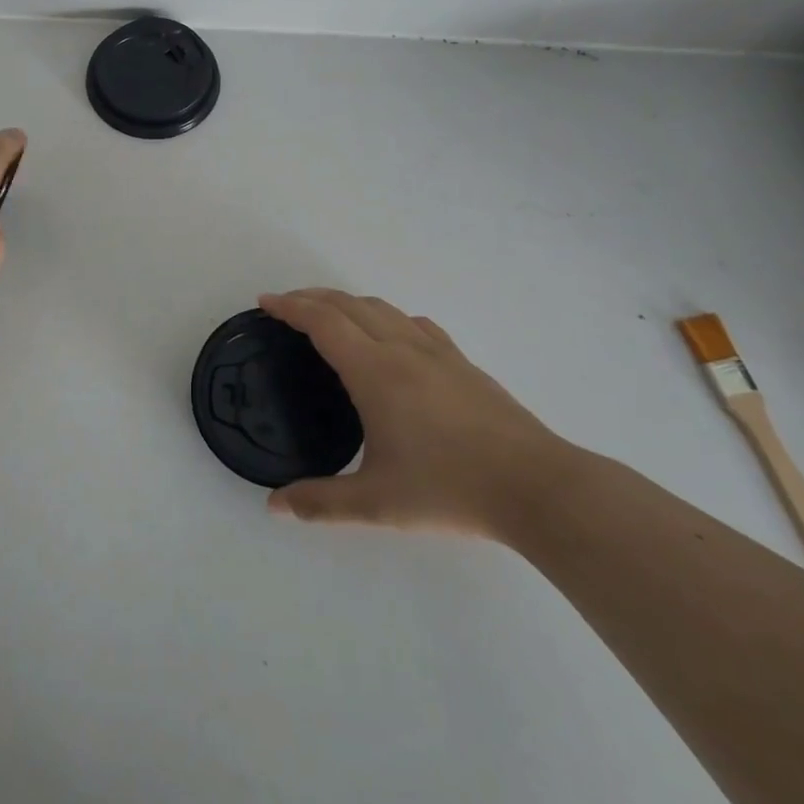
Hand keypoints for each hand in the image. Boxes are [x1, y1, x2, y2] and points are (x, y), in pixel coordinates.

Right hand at [258, 289, 565, 536]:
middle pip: (348, 304)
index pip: (323, 322)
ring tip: (328, 315)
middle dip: (311, 297)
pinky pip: (413, 323)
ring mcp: (437, 351)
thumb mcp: (377, 503)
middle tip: (285, 305)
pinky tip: (390, 335)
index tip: (265, 302)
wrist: (537, 486)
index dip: (290, 307)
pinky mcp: (463, 362)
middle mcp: (402, 348)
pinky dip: (385, 316)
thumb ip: (320, 502)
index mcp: (375, 371)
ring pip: (382, 308)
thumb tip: (274, 506)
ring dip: (347, 302)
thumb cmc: (450, 489)